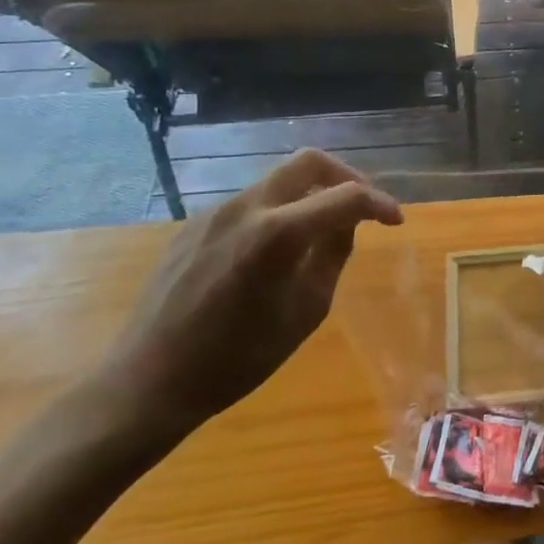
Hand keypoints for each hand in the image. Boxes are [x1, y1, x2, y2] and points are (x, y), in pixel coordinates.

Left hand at [90, 150, 401, 439]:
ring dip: (309, 194)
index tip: (395, 221)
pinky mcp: (193, 226)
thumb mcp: (305, 312)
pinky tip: (276, 250)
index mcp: (278, 233)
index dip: (380, 203)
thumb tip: (347, 224)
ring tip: (321, 231)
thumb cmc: (237, 359)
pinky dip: (277, 211)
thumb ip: (332, 257)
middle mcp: (246, 208)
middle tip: (362, 206)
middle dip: (345, 177)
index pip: (345, 197)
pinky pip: (249, 204)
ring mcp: (215, 213)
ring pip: (277, 181)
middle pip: (308, 162)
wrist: (148, 382)